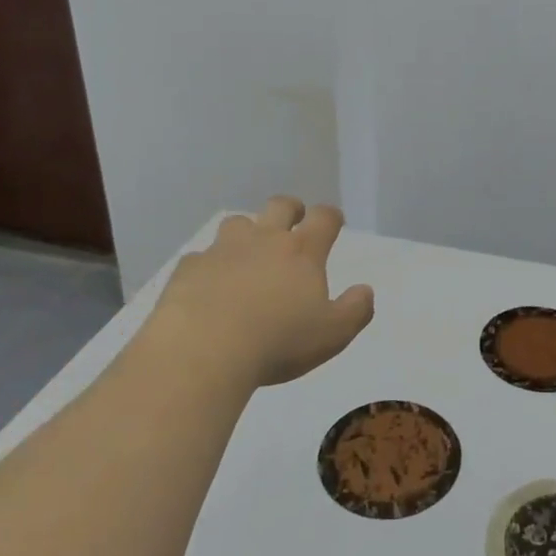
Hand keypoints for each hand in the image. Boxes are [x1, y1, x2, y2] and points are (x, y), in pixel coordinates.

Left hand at [142, 198, 374, 390]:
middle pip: (280, 206)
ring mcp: (223, 250)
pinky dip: (209, 265)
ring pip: (237, 223)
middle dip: (291, 209)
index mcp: (302, 251)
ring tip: (248, 251)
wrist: (203, 349)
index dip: (331, 217)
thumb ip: (355, 310)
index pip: (323, 218)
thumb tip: (366, 290)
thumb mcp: (332, 334)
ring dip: (247, 231)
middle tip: (294, 221)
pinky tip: (209, 284)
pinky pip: (201, 257)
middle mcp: (264, 240)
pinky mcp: (189, 268)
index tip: (334, 222)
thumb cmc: (278, 341)